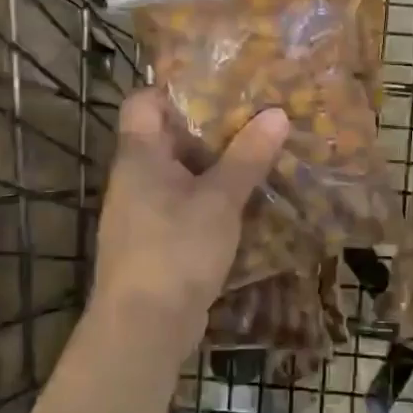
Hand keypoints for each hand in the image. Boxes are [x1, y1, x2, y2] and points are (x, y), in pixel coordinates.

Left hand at [91, 89, 288, 327]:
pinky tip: (245, 200)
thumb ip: (247, 156)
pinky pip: (184, 204)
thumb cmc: (176, 250)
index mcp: (140, 155)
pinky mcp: (156, 241)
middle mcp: (135, 177)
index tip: (220, 85)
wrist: (144, 327)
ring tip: (259, 152)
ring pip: (180, 173)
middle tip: (255, 116)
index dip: (176, 88)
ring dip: (215, 165)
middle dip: (210, 127)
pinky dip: (211, 198)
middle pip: (168, 136)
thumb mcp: (219, 199)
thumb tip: (276, 113)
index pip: (144, 101)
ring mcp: (142, 211)